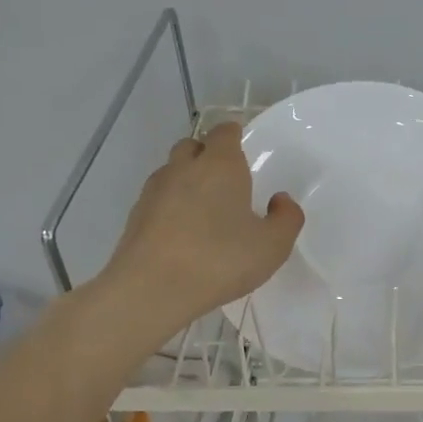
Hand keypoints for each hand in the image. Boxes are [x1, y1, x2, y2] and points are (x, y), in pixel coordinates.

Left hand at [94, 122, 303, 329]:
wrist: (151, 290)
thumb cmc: (220, 260)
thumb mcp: (273, 245)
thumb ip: (287, 218)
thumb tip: (280, 200)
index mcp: (220, 165)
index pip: (224, 132)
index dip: (234, 135)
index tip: (244, 147)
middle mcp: (184, 168)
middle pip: (193, 146)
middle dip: (208, 154)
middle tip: (227, 180)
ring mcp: (154, 191)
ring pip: (173, 171)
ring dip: (188, 181)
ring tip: (206, 209)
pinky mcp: (135, 217)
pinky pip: (159, 199)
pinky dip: (172, 206)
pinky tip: (185, 233)